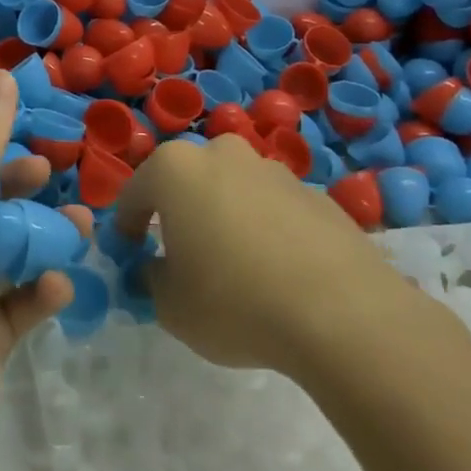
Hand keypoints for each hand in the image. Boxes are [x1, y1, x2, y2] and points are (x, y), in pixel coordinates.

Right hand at [115, 133, 415, 375]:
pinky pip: (274, 210)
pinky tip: (278, 275)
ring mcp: (275, 171)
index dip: (126, 228)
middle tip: (183, 257)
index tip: (131, 257)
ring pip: (233, 191)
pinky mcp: (318, 196)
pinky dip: (267, 232)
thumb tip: (156, 270)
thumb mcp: (169, 305)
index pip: (133, 194)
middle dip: (179, 213)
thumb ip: (150, 279)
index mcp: (176, 169)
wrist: (345, 315)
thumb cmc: (235, 302)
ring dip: (225, 219)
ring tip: (237, 269)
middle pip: (187, 182)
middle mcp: (223, 155)